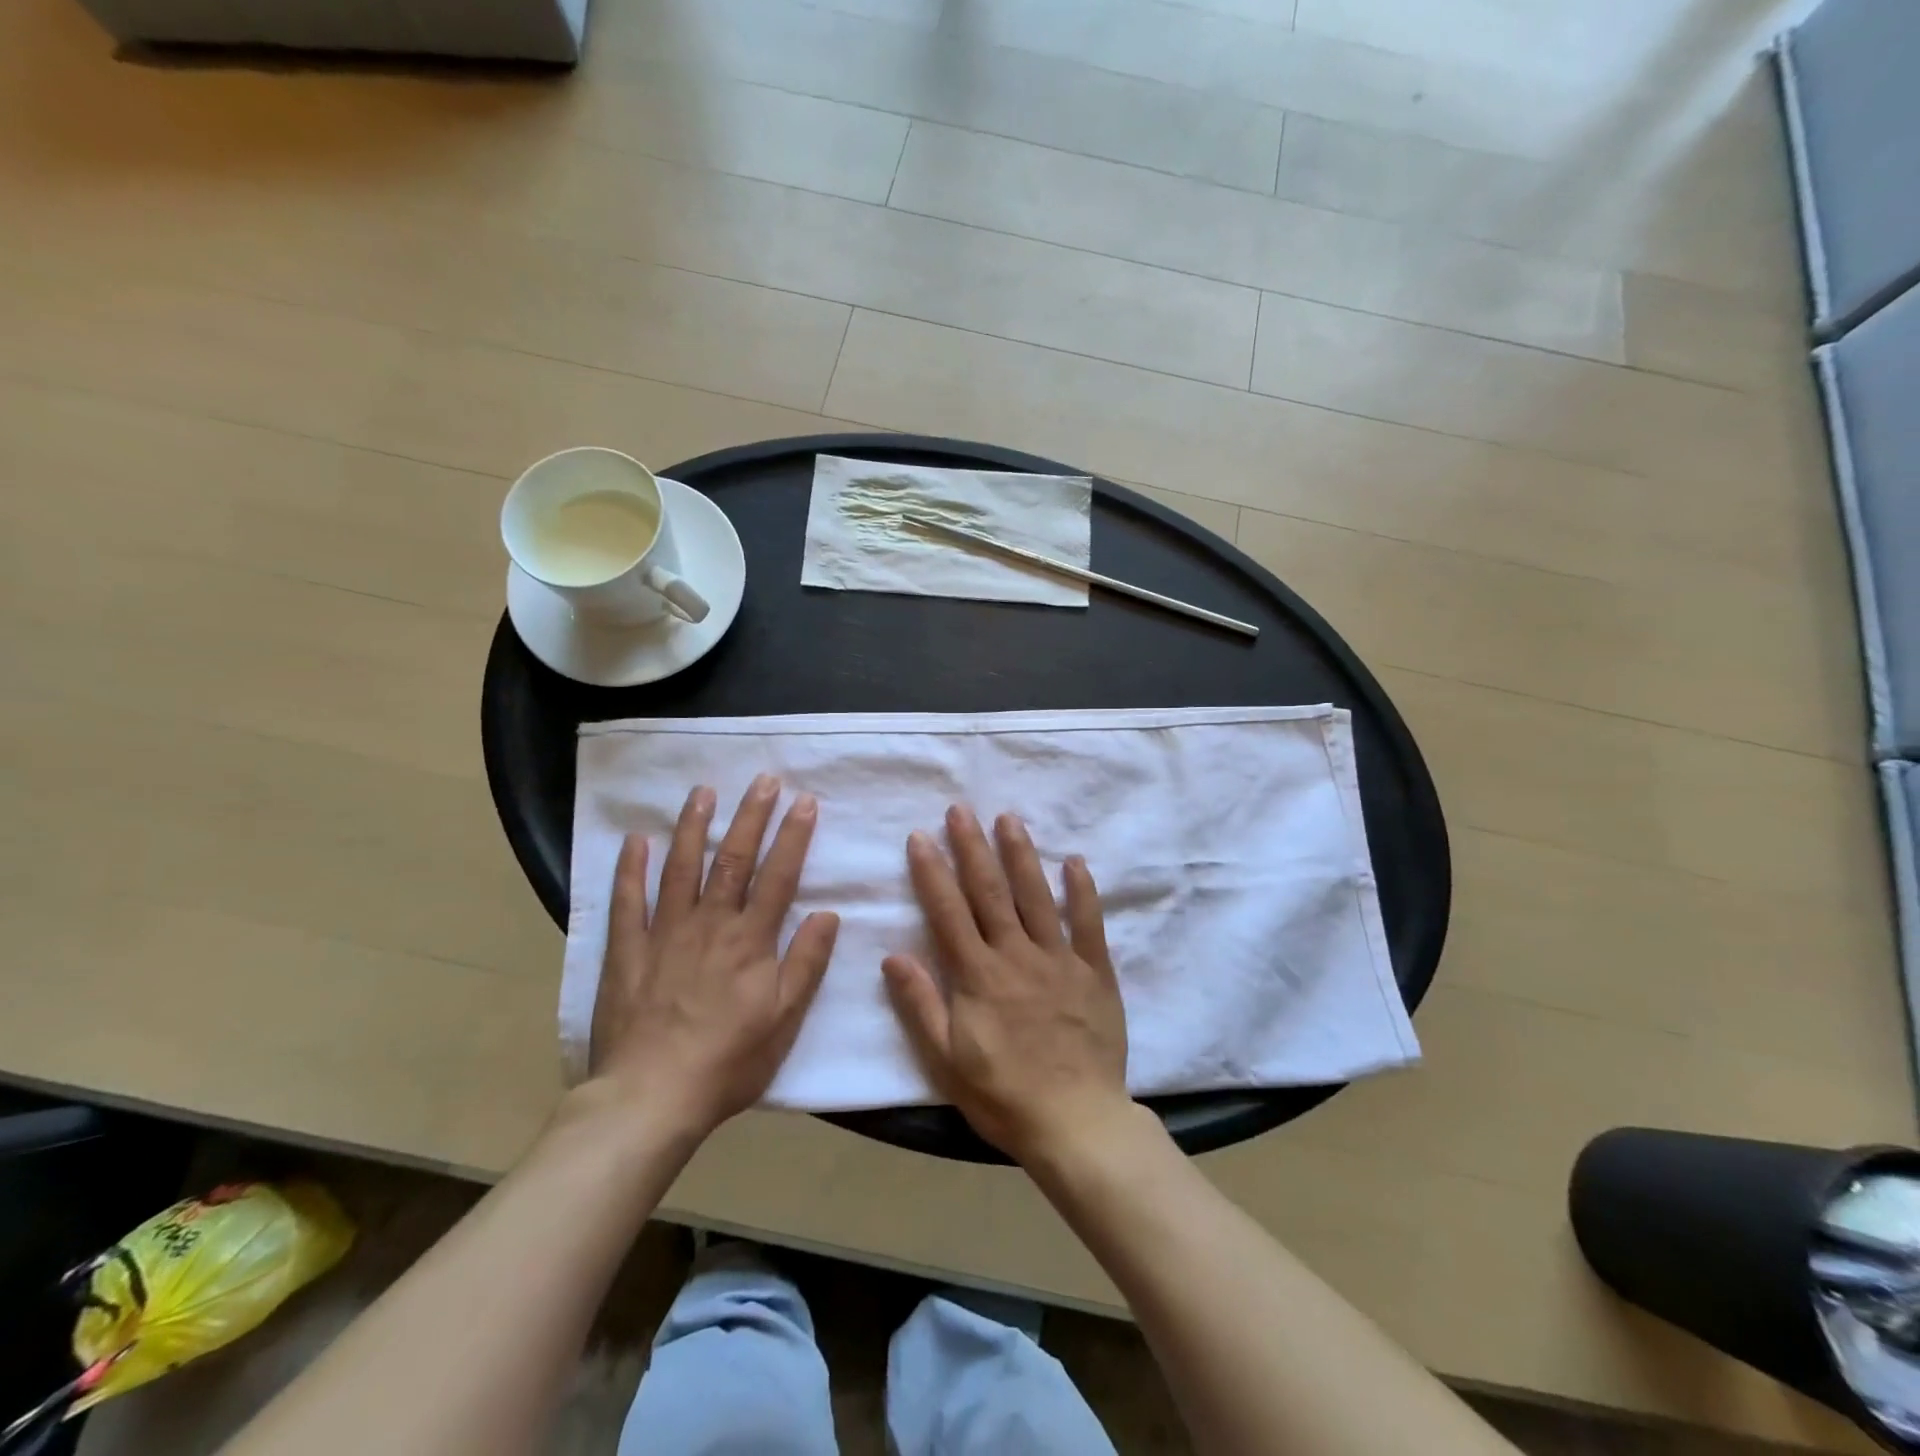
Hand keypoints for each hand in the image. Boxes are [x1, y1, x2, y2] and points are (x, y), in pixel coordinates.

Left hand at [588, 776, 839, 1138]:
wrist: (651, 1097)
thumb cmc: (728, 1062)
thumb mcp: (784, 1020)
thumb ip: (806, 963)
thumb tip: (828, 914)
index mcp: (751, 940)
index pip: (779, 875)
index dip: (793, 836)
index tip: (804, 801)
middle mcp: (710, 923)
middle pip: (734, 859)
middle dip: (751, 816)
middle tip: (762, 780)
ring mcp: (665, 932)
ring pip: (682, 867)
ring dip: (694, 826)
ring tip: (704, 791)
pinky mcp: (627, 950)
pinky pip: (628, 901)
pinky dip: (631, 868)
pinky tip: (637, 840)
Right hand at [884, 805, 1130, 1163]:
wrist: (1076, 1123)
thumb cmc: (1003, 1096)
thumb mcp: (947, 1060)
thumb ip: (921, 1004)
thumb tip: (893, 955)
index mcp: (978, 976)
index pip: (948, 912)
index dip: (932, 872)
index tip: (920, 836)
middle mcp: (1016, 956)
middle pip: (990, 892)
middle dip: (972, 847)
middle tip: (960, 809)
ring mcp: (1059, 959)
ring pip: (1036, 896)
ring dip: (1020, 854)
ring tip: (1008, 819)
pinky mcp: (1094, 971)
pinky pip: (1089, 924)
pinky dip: (1083, 891)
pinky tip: (1075, 861)